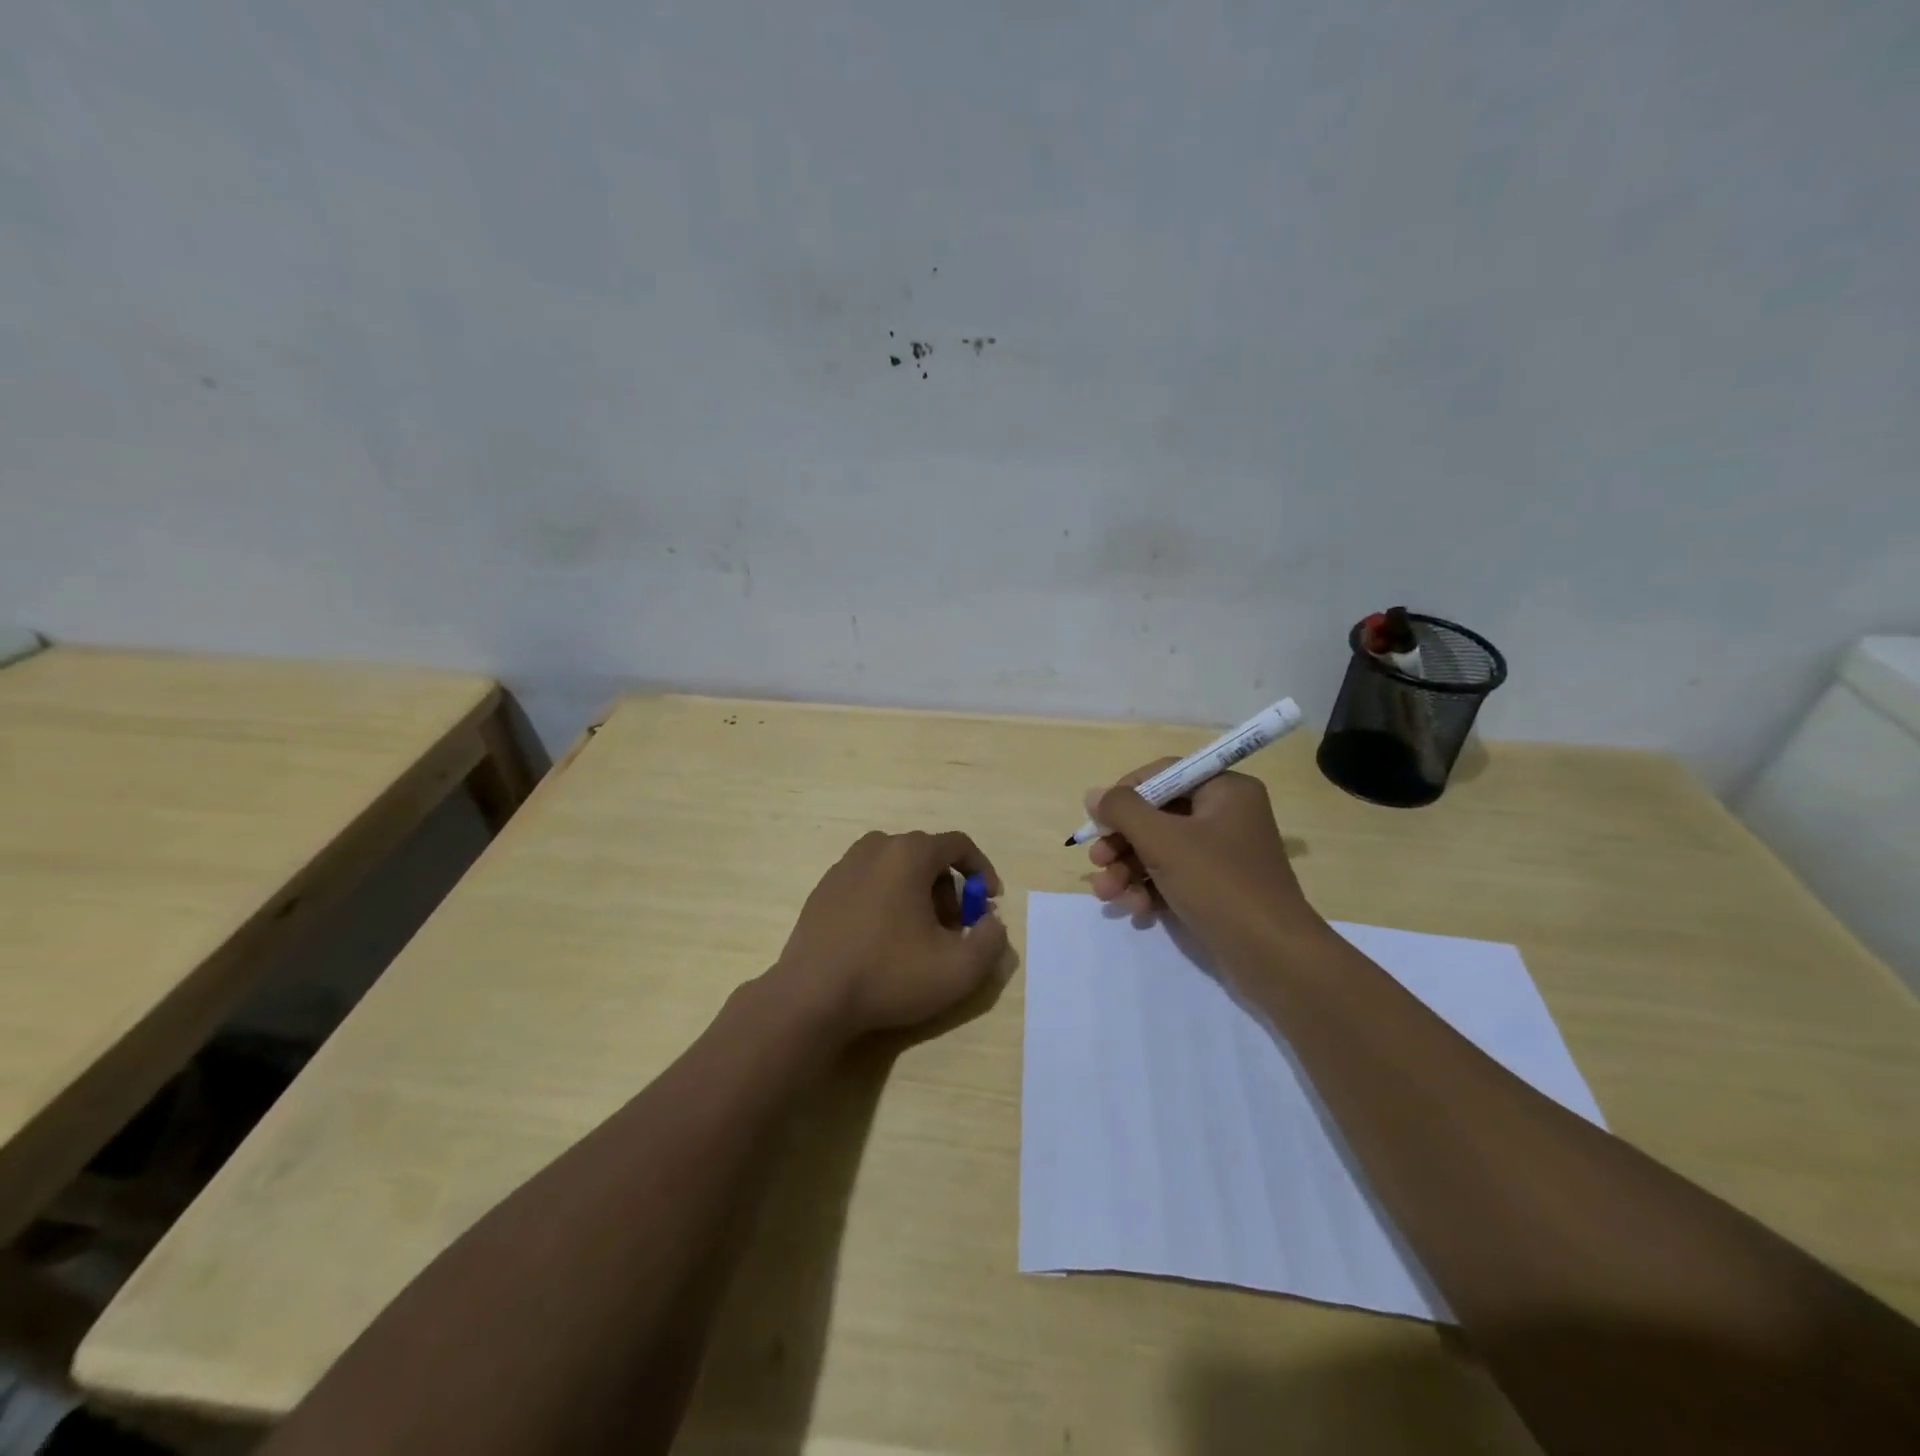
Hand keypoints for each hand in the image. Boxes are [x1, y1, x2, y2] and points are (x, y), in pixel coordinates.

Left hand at [773, 830, 1010, 1039]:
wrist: (811, 997)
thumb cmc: (889, 975)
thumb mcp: (959, 969)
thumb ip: (991, 941)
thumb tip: (991, 923)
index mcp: (909, 854)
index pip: (959, 844)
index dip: (982, 871)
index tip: (989, 903)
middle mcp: (876, 847)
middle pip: (927, 856)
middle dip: (948, 889)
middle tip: (953, 929)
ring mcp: (844, 866)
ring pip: (897, 868)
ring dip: (918, 894)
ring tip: (919, 937)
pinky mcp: (824, 888)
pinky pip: (869, 881)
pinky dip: (887, 899)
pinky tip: (882, 940)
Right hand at [1085, 762, 1320, 970]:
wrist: (1272, 956)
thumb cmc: (1219, 884)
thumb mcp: (1163, 841)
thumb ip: (1123, 811)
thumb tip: (1094, 794)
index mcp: (1225, 790)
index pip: (1164, 774)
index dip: (1126, 793)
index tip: (1099, 819)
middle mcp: (1226, 816)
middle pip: (1157, 815)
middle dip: (1121, 842)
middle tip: (1096, 861)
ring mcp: (1222, 855)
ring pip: (1160, 850)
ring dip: (1128, 870)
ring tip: (1106, 894)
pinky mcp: (1217, 889)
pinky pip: (1173, 877)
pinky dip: (1150, 890)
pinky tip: (1136, 910)